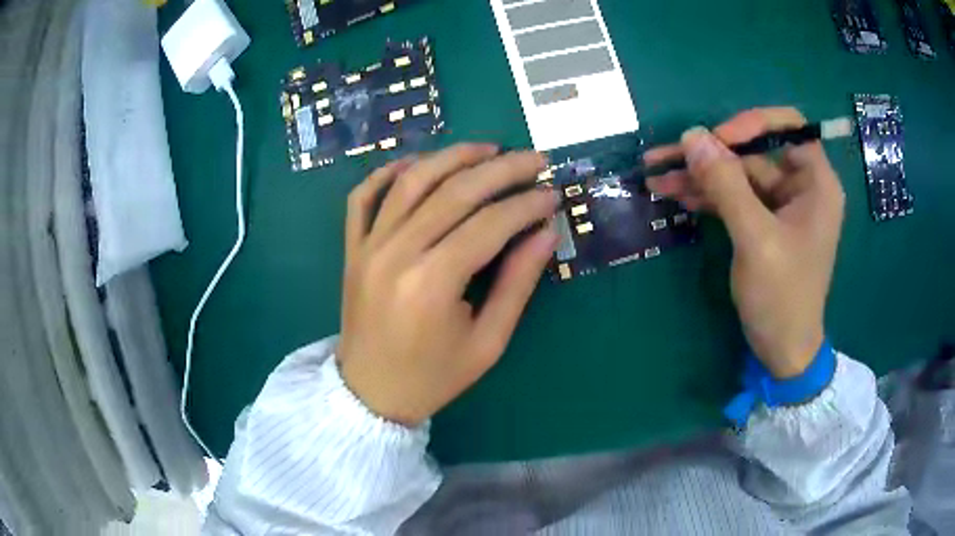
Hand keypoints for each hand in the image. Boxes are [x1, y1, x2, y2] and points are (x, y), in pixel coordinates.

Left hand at [337, 144, 559, 425]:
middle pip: (454, 192)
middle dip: (501, 169)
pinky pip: (363, 196)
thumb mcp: (487, 342)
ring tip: (487, 149)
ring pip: (411, 182)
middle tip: (534, 159)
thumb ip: (518, 284)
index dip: (527, 205)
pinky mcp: (352, 248)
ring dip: (452, 157)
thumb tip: (546, 234)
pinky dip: (388, 172)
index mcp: (432, 284)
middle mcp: (396, 253)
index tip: (553, 194)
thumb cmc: (433, 377)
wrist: (370, 393)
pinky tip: (417, 162)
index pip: (490, 224)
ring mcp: (368, 246)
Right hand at [645, 108, 844, 377]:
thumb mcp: (756, 239)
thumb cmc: (782, 297)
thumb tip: (693, 136)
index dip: (751, 125)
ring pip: (737, 174)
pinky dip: (706, 195)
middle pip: (753, 151)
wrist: (782, 350)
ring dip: (699, 175)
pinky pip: (733, 196)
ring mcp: (780, 204)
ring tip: (656, 178)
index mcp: (816, 183)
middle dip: (710, 155)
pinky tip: (676, 195)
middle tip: (664, 157)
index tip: (716, 141)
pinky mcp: (763, 221)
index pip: (788, 127)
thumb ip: (727, 184)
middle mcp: (800, 185)